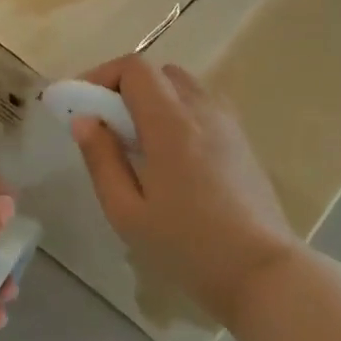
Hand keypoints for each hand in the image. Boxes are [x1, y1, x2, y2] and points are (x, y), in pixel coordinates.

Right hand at [70, 56, 299, 326]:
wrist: (261, 272)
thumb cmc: (186, 246)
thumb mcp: (126, 211)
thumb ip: (101, 159)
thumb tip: (83, 120)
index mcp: (171, 124)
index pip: (135, 68)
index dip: (101, 75)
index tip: (80, 104)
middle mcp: (203, 111)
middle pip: (159, 72)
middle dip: (124, 87)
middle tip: (105, 124)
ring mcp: (229, 124)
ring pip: (184, 87)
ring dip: (153, 99)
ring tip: (136, 140)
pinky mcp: (242, 141)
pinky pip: (203, 106)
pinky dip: (177, 112)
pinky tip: (169, 153)